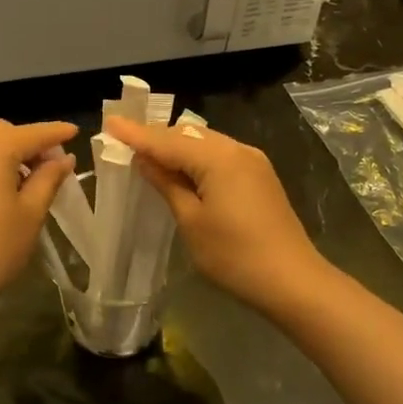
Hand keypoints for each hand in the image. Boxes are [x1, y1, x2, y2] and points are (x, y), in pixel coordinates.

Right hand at [104, 117, 323, 310]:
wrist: (292, 280)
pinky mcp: (260, 176)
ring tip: (148, 155)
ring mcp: (253, 161)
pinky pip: (221, 155)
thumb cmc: (234, 256)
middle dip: (156, 136)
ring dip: (177, 147)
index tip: (110, 122)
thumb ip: (167, 185)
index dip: (136, 134)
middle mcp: (237, 149)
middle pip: (188, 135)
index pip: (167, 140)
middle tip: (125, 141)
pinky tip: (183, 170)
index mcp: (218, 158)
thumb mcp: (191, 221)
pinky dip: (197, 158)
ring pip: (205, 143)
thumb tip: (145, 160)